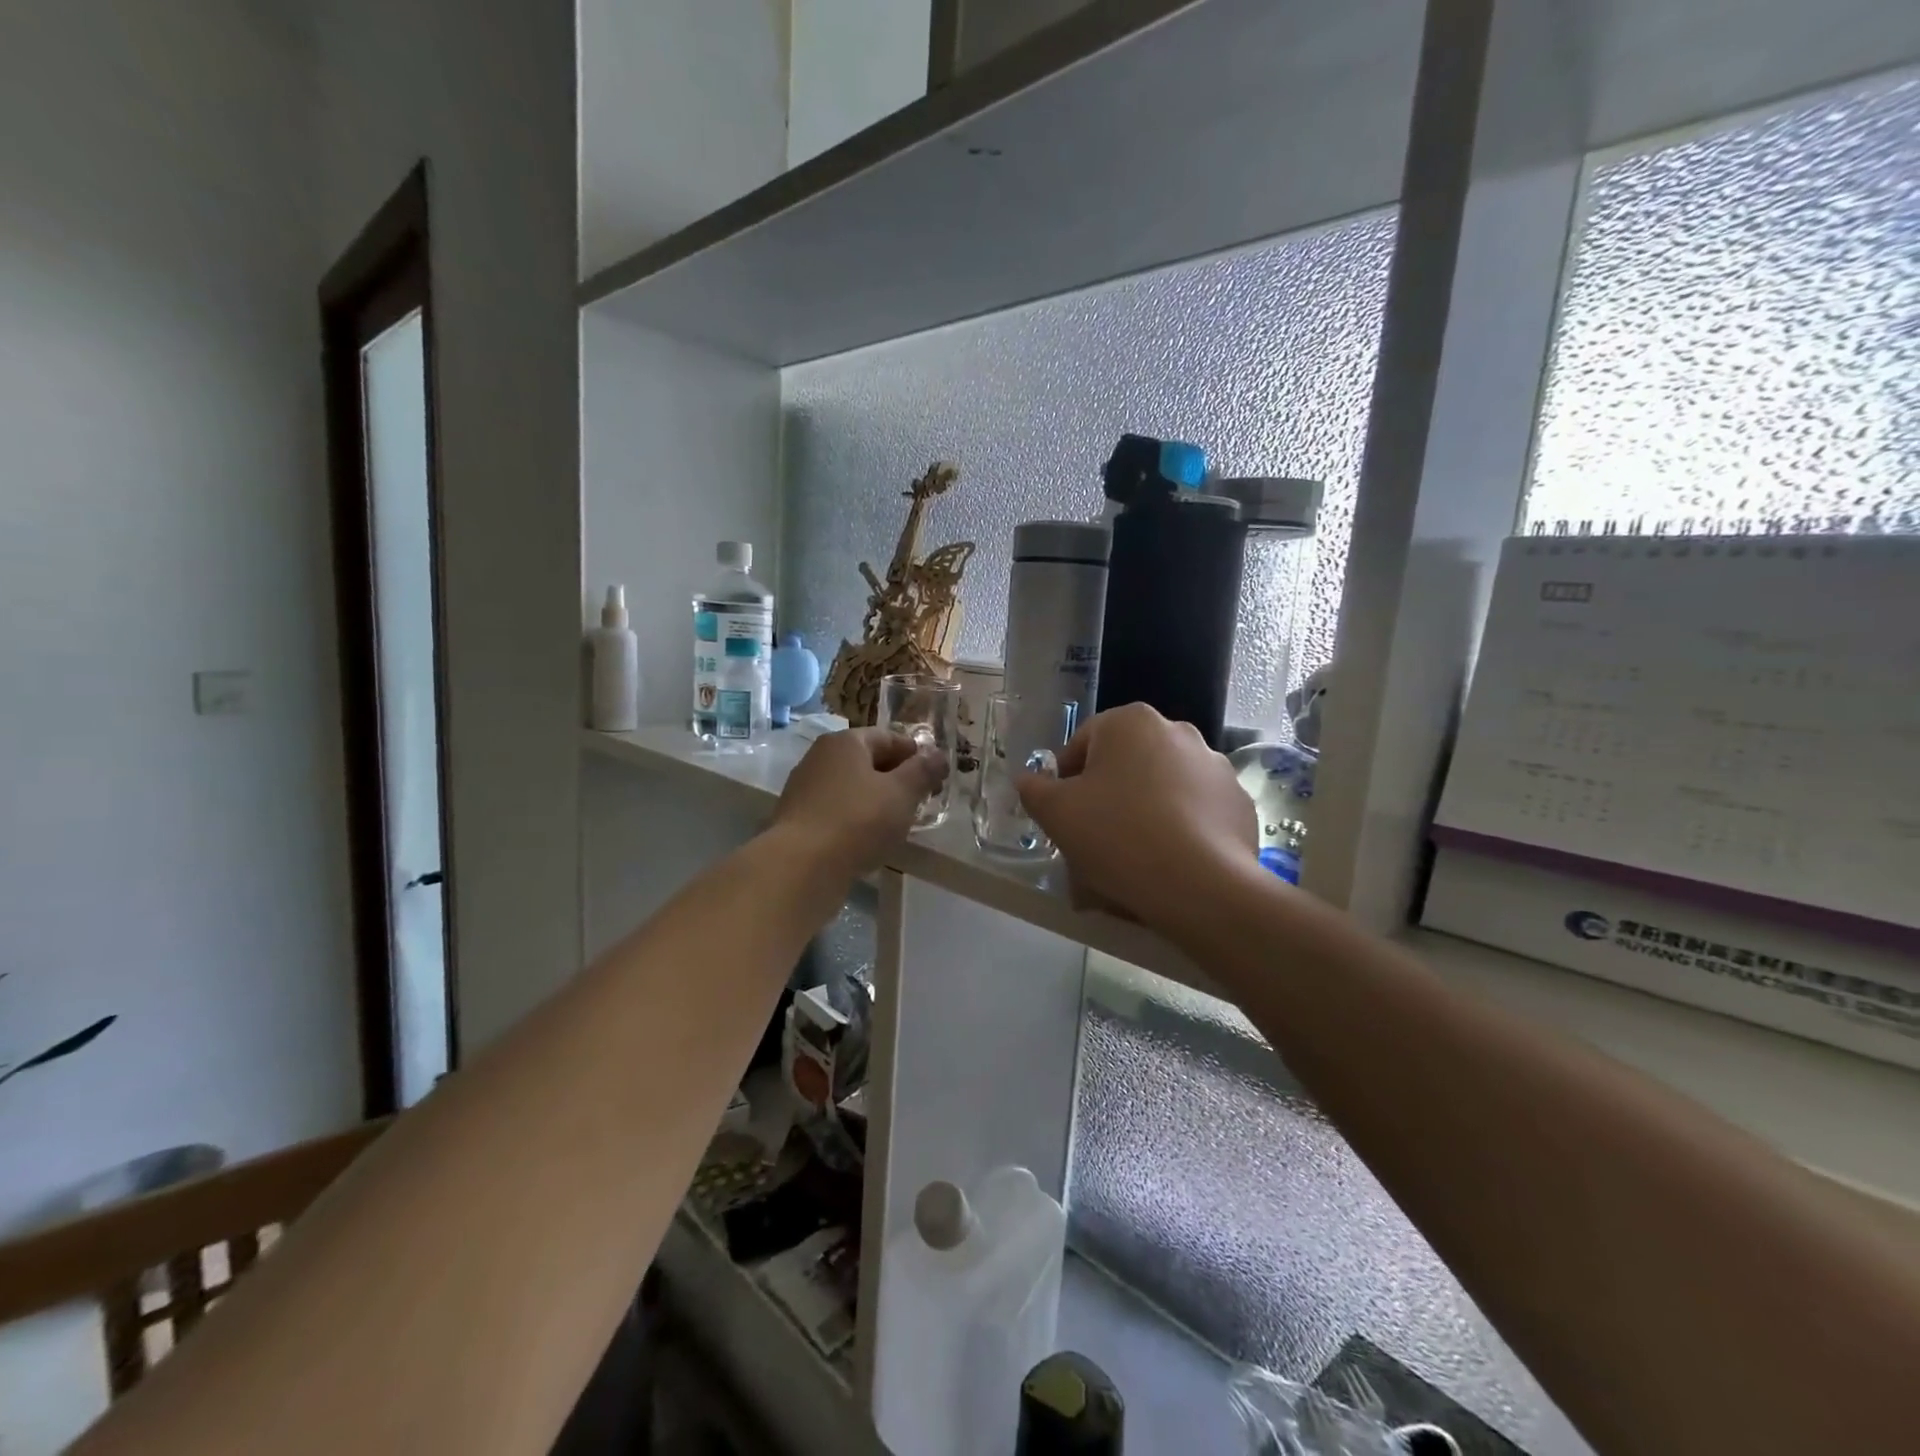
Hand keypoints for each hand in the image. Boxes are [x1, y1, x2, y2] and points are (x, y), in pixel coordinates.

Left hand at [771, 727, 946, 877]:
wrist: (801, 866)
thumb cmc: (858, 820)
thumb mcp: (902, 793)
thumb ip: (923, 771)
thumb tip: (938, 755)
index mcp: (846, 742)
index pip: (890, 737)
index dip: (917, 755)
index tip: (936, 778)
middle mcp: (820, 757)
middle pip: (868, 761)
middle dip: (897, 778)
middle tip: (920, 801)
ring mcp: (805, 788)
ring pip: (852, 787)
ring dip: (876, 800)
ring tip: (897, 823)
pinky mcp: (798, 818)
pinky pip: (836, 810)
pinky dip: (856, 819)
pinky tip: (868, 840)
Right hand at [1018, 704, 1255, 933]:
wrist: (1199, 886)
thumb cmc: (1117, 836)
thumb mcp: (1056, 813)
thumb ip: (1034, 789)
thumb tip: (1029, 780)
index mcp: (1130, 722)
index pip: (1082, 744)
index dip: (1065, 781)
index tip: (1062, 817)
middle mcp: (1178, 731)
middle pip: (1125, 766)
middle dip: (1107, 798)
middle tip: (1094, 840)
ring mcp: (1215, 767)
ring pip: (1161, 789)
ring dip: (1142, 813)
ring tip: (1131, 860)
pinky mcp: (1239, 803)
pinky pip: (1195, 813)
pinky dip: (1179, 831)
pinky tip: (1167, 864)